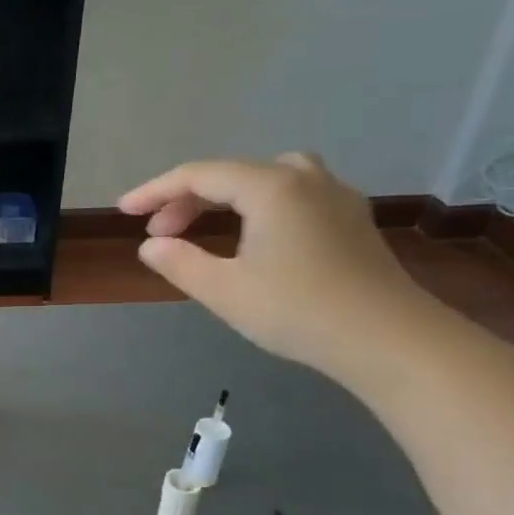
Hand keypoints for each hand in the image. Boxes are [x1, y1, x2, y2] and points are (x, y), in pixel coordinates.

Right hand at [119, 153, 435, 380]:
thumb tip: (152, 246)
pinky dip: (258, 205)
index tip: (124, 211)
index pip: (198, 175)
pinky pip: (292, 194)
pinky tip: (254, 236)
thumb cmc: (299, 311)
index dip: (155, 191)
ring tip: (205, 225)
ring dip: (226, 197)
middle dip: (188, 199)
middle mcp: (304, 178)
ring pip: (266, 178)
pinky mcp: (352, 220)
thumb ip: (180, 262)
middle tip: (160, 233)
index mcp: (270, 186)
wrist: (389, 340)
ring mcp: (335, 196)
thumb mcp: (224, 291)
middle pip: (232, 174)